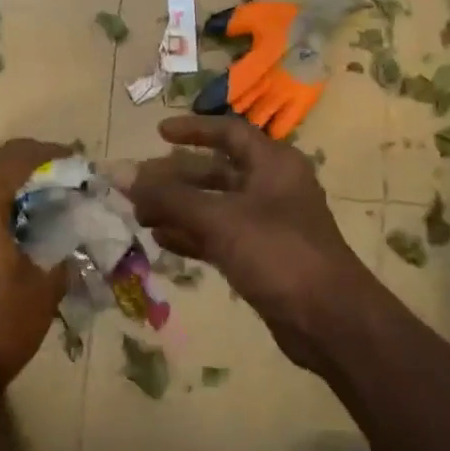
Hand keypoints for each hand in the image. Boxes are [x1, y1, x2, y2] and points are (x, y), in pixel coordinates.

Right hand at [126, 116, 372, 370]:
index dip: (193, 129)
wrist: (329, 320)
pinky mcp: (261, 257)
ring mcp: (267, 224)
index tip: (158, 133)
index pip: (229, 132)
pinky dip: (191, 235)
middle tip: (136, 187)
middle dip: (175, 178)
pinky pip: (219, 236)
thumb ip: (169, 196)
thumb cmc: (278, 253)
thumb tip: (120, 173)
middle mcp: (271, 187)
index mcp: (273, 163)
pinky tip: (160, 239)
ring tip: (139, 215)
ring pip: (214, 206)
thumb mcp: (220, 218)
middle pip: (216, 171)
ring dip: (178, 208)